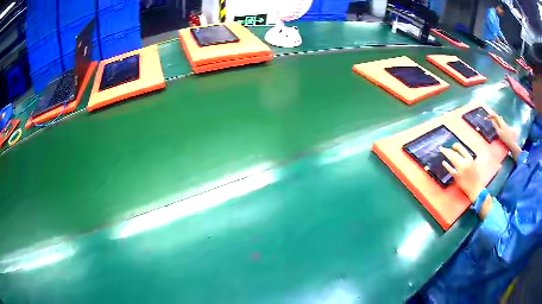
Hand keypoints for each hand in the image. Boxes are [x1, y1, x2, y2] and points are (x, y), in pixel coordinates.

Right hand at [440, 143, 483, 201]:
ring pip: (462, 148)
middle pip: (458, 148)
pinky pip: (465, 152)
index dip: (446, 151)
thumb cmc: (464, 185)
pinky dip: (461, 151)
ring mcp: (470, 158)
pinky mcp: (472, 159)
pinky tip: (458, 153)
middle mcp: (466, 159)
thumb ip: (450, 169)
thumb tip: (444, 162)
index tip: (441, 148)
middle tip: (446, 148)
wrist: (475, 187)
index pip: (452, 155)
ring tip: (452, 149)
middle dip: (451, 147)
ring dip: (456, 147)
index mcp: (462, 165)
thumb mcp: (456, 178)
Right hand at [486, 114, 521, 160]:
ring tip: (490, 122)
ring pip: (498, 120)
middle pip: (496, 117)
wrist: (511, 141)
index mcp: (501, 122)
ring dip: (494, 120)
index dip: (491, 115)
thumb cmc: (505, 138)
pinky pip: (499, 122)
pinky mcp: (504, 127)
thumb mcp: (499, 132)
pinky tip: (495, 125)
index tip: (487, 117)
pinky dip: (496, 122)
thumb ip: (495, 126)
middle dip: (492, 117)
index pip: (495, 115)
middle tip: (488, 119)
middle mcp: (502, 121)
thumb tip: (492, 121)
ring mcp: (503, 124)